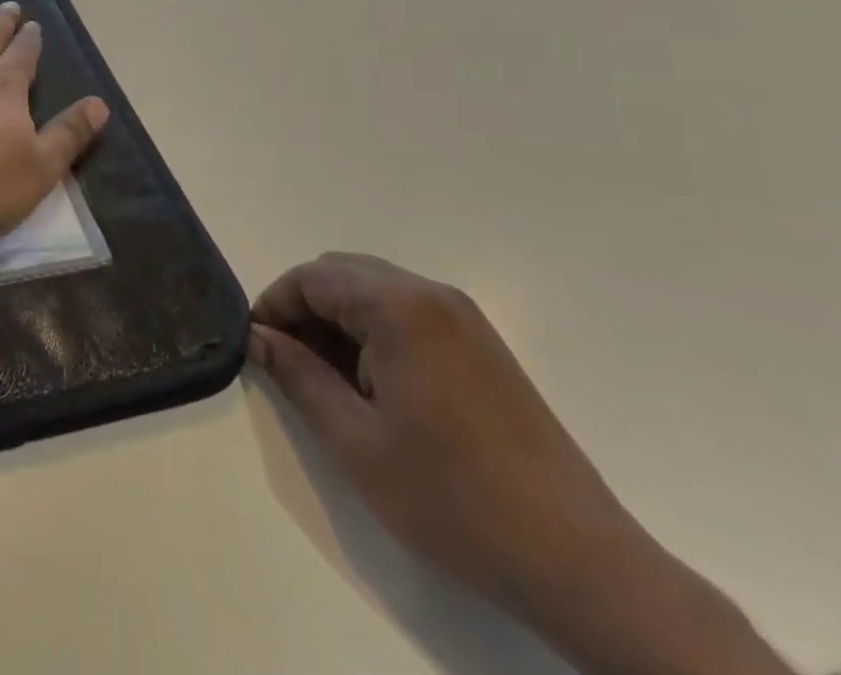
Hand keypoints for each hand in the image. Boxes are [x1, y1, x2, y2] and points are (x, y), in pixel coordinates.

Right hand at [248, 253, 631, 617]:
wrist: (583, 566)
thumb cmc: (454, 500)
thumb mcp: (356, 441)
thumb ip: (298, 376)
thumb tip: (257, 337)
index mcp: (399, 307)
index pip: (312, 277)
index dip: (274, 305)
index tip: (257, 346)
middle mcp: (433, 295)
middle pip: (342, 273)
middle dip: (305, 308)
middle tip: (289, 362)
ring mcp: (464, 318)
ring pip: (373, 290)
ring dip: (339, 320)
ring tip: (329, 379)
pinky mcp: (483, 345)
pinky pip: (407, 313)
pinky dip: (374, 331)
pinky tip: (375, 385)